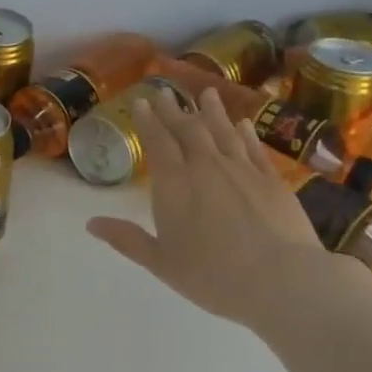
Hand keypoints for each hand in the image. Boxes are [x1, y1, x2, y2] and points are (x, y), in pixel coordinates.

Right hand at [86, 86, 331, 331]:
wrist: (281, 279)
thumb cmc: (212, 275)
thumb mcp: (161, 263)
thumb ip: (127, 239)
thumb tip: (90, 223)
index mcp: (174, 184)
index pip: (158, 142)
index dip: (148, 121)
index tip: (143, 101)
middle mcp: (206, 166)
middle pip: (187, 129)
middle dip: (174, 110)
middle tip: (166, 92)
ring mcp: (242, 169)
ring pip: (222, 131)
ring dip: (211, 111)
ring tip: (206, 93)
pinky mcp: (272, 180)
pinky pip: (253, 148)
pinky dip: (246, 133)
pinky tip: (243, 123)